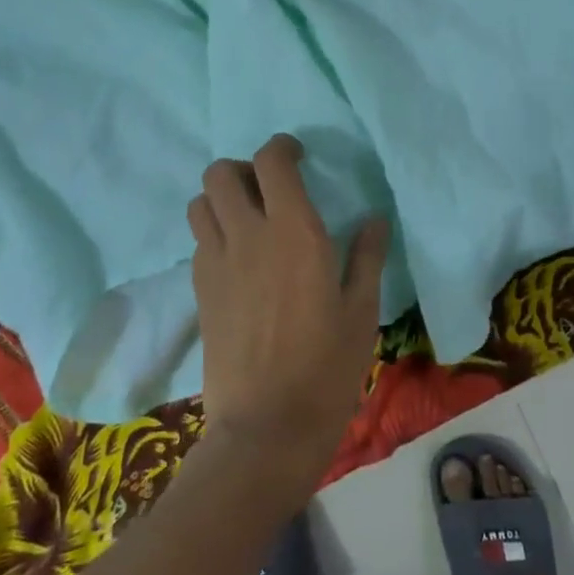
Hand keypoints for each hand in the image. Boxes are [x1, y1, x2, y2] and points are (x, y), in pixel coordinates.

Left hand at [188, 135, 390, 479]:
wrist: (266, 427)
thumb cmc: (327, 367)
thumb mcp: (362, 310)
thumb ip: (367, 256)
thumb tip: (374, 219)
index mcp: (294, 232)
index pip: (271, 161)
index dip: (282, 147)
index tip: (299, 156)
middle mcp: (248, 235)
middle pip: (220, 172)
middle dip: (244, 168)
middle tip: (270, 188)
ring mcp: (216, 262)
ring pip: (201, 202)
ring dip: (222, 198)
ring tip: (250, 218)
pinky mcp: (199, 290)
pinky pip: (199, 239)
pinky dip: (215, 230)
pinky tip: (240, 257)